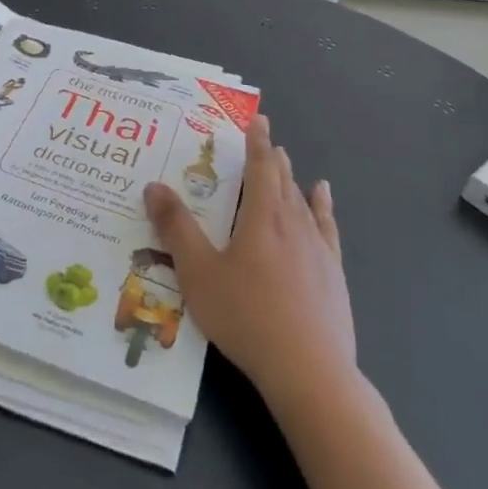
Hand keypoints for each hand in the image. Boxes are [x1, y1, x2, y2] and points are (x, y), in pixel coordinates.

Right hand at [143, 114, 354, 409]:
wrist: (308, 368)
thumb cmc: (246, 316)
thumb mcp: (198, 273)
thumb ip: (176, 228)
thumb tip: (154, 185)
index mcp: (261, 217)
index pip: (260, 167)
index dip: (257, 142)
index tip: (258, 119)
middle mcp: (292, 222)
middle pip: (282, 179)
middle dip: (272, 157)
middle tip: (266, 139)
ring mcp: (317, 247)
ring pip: (302, 200)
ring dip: (292, 178)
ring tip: (287, 161)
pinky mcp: (333, 271)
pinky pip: (327, 226)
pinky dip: (323, 205)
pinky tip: (323, 197)